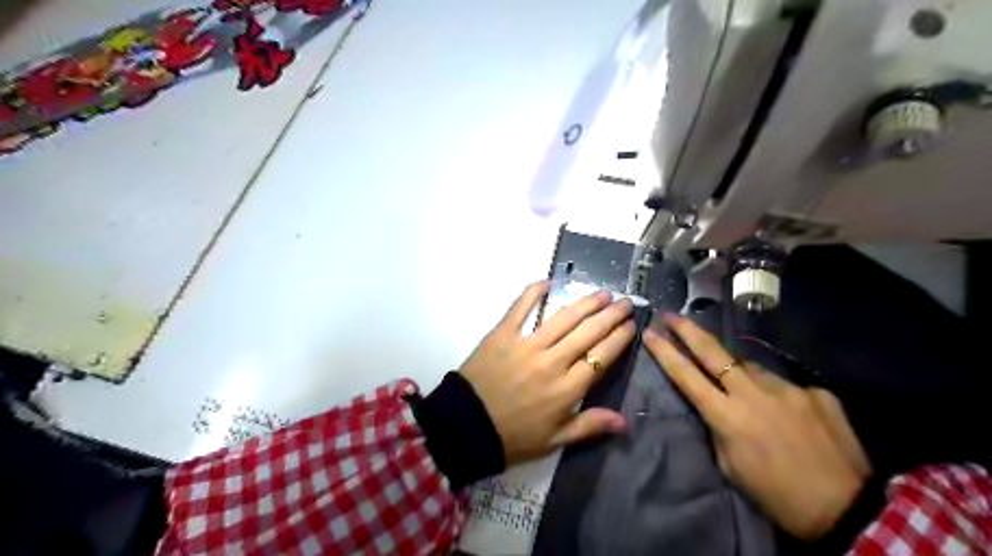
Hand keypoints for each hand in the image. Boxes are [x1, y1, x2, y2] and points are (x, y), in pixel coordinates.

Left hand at [463, 281, 635, 466]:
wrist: (465, 427)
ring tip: (602, 293)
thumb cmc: (513, 437)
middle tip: (625, 302)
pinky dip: (534, 293)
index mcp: (567, 389)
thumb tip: (625, 421)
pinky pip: (521, 308)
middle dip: (611, 315)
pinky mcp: (502, 334)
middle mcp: (552, 361)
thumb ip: (589, 426)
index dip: (619, 338)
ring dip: (585, 303)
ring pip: (563, 318)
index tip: (631, 325)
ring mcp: (526, 345)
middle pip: (588, 332)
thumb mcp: (554, 440)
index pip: (602, 356)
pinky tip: (548, 282)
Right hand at [644, 314, 870, 540]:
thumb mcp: (730, 465)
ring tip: (744, 392)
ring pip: (750, 368)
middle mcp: (754, 393)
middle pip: (713, 352)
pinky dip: (776, 394)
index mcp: (727, 416)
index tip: (650, 332)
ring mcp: (787, 388)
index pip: (686, 376)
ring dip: (739, 373)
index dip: (665, 352)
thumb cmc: (776, 494)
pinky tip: (787, 415)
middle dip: (687, 330)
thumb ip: (719, 427)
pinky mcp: (815, 391)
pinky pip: (783, 385)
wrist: (847, 508)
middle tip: (671, 315)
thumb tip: (718, 403)